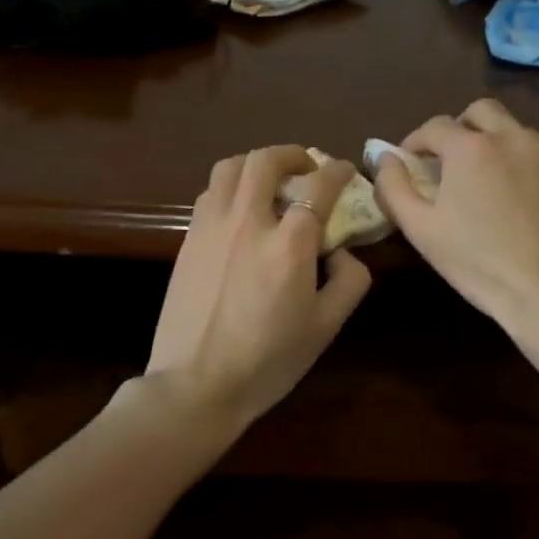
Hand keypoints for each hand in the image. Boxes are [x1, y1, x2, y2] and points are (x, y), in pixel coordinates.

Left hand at [147, 145, 371, 430]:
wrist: (196, 384)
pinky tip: (239, 211)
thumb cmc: (268, 361)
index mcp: (290, 243)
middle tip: (306, 167)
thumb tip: (342, 251)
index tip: (346, 172)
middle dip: (292, 154)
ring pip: (230, 168)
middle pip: (266, 161)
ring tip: (269, 180)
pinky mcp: (188, 239)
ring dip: (256, 164)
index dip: (338, 171)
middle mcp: (248, 221)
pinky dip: (230, 187)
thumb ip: (349, 281)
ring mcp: (211, 227)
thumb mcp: (326, 327)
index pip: (319, 185)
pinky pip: (209, 193)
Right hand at [372, 98, 538, 327]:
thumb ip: (394, 186)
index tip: (413, 161)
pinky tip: (531, 201)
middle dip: (462, 129)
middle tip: (455, 162)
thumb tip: (387, 158)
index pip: (434, 127)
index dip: (417, 141)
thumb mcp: (420, 230)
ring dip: (500, 148)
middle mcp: (513, 136)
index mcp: (470, 148)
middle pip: (481, 112)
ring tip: (497, 186)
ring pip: (518, 133)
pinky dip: (533, 167)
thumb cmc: (479, 264)